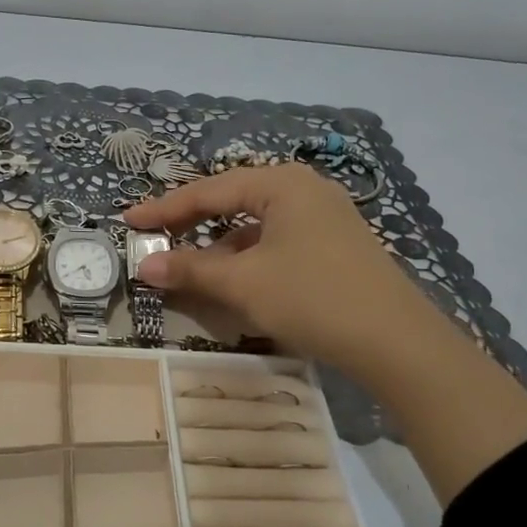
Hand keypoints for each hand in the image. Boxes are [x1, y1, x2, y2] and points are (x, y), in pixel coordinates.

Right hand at [125, 163, 419, 371]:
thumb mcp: (244, 284)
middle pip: (233, 201)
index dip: (164, 209)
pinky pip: (276, 241)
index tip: (129, 221)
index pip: (209, 191)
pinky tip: (234, 280)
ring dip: (219, 246)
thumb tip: (144, 267)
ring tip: (189, 268)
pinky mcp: (334, 244)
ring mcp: (324, 216)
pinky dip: (248, 258)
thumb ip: (190, 271)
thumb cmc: (313, 298)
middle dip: (192, 223)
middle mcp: (304, 190)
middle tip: (154, 238)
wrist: (397, 342)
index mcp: (281, 184)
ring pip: (255, 224)